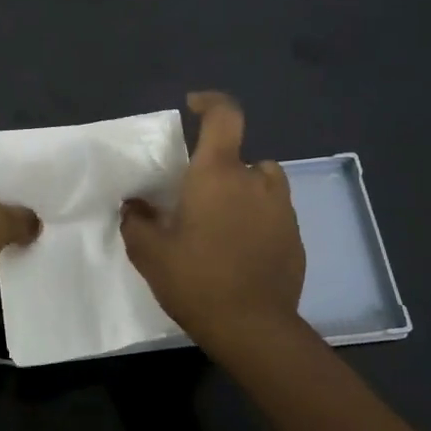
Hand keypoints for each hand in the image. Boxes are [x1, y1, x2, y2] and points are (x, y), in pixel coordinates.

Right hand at [120, 92, 304, 349]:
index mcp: (218, 175)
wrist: (253, 328)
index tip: (193, 105)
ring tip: (221, 223)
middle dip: (217, 170)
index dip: (210, 102)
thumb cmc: (196, 281)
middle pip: (239, 157)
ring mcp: (282, 209)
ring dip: (243, 192)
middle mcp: (255, 182)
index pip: (224, 116)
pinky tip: (240, 252)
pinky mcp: (296, 237)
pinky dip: (257, 221)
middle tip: (194, 200)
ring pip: (261, 184)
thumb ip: (136, 221)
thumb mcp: (150, 253)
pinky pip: (273, 214)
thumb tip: (134, 205)